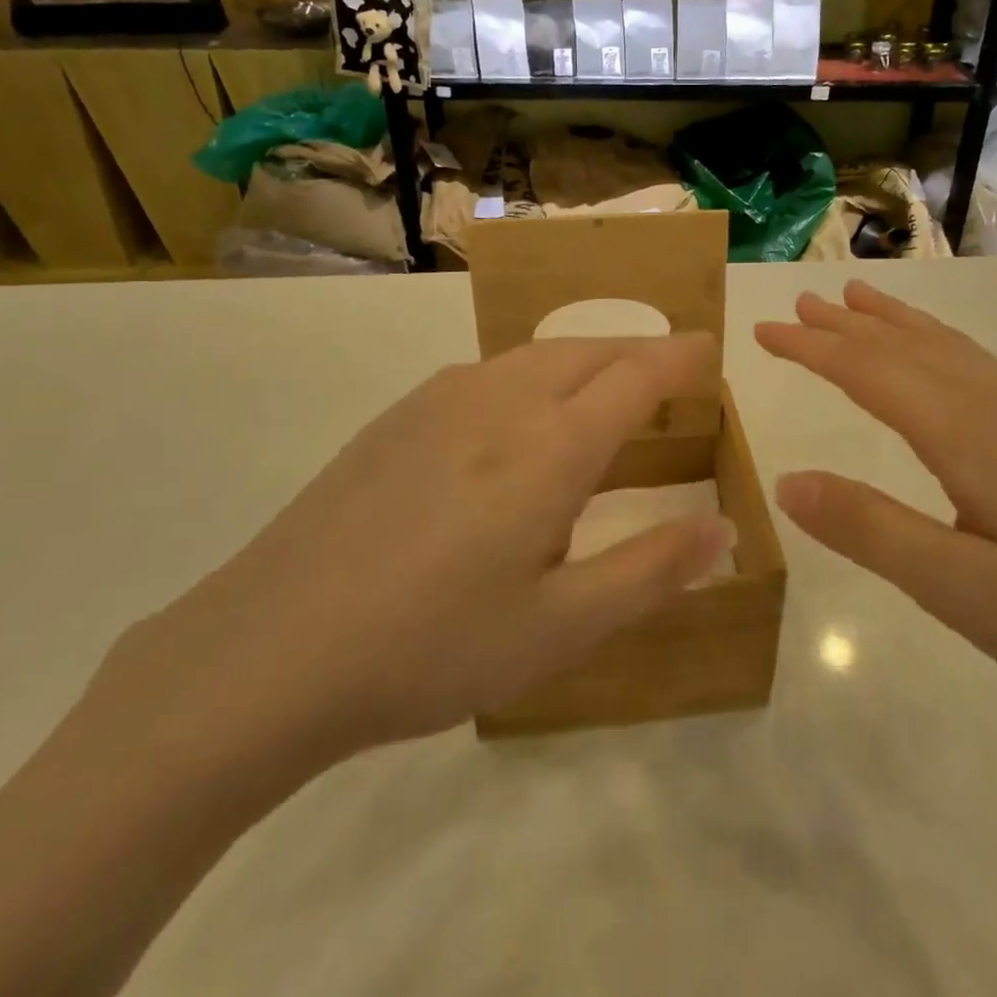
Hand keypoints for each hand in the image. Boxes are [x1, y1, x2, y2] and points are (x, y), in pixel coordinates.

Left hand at [87, 335, 733, 806]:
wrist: (271, 648)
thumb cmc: (432, 646)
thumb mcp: (560, 628)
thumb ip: (652, 571)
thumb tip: (725, 531)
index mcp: (551, 446)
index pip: (637, 375)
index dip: (680, 357)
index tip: (709, 348)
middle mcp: (502, 400)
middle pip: (589, 350)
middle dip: (639, 352)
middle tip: (670, 375)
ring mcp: (441, 400)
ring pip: (537, 353)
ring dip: (586, 358)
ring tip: (605, 391)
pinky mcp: (398, 416)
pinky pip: (489, 371)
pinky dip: (534, 374)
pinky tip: (520, 418)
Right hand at [757, 282, 996, 779]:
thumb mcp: (969, 597)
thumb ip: (874, 532)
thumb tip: (786, 481)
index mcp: (974, 440)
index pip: (873, 373)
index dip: (814, 349)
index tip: (764, 332)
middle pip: (911, 350)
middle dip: (849, 326)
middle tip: (800, 304)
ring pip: (953, 354)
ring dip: (898, 325)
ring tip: (861, 301)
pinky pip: (984, 373)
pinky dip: (943, 349)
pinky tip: (945, 365)